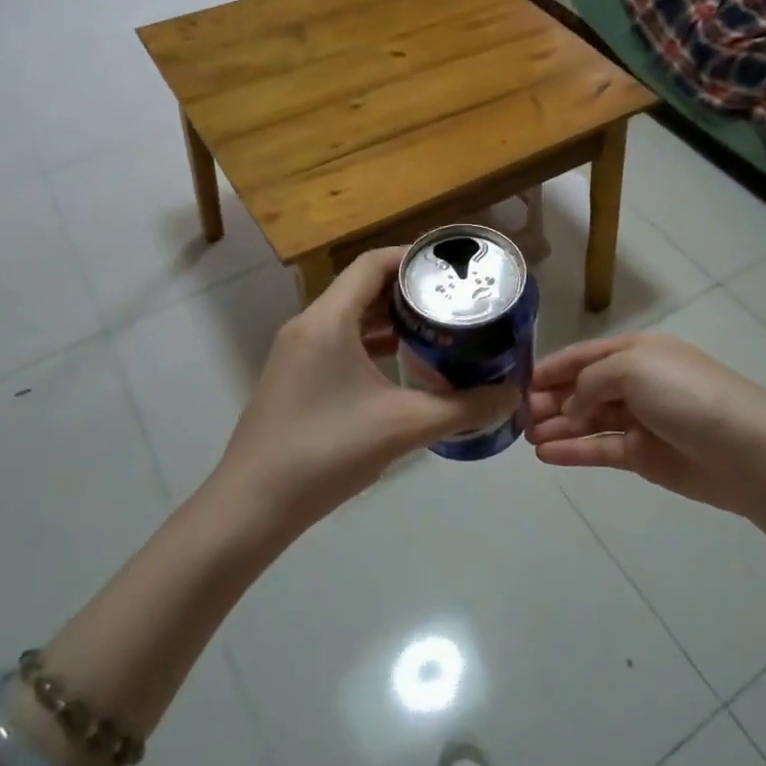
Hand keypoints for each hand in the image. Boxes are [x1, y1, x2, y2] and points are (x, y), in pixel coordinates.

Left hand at [212, 249, 519, 528]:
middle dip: (409, 290)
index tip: (452, 268)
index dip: (413, 258)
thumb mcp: (403, 426)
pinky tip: (403, 365)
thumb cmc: (327, 452)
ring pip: (350, 317)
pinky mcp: (295, 378)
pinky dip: (372, 343)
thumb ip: (463, 408)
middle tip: (454, 300)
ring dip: (391, 318)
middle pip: (363, 287)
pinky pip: (339, 342)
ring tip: (437, 328)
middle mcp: (308, 325)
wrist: (252, 507)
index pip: (372, 264)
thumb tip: (512, 395)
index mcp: (328, 320)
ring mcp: (297, 353)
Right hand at [526, 334, 765, 519]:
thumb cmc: (686, 395)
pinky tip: (546, 454)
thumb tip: (571, 404)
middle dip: (550, 399)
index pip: (585, 356)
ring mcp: (640, 420)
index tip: (518, 381)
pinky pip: (600, 449)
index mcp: (637, 352)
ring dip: (558, 426)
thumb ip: (590, 380)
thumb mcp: (633, 368)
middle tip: (517, 415)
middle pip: (583, 388)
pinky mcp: (644, 456)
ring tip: (525, 436)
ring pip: (588, 420)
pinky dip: (574, 450)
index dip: (552, 367)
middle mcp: (636, 382)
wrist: (746, 450)